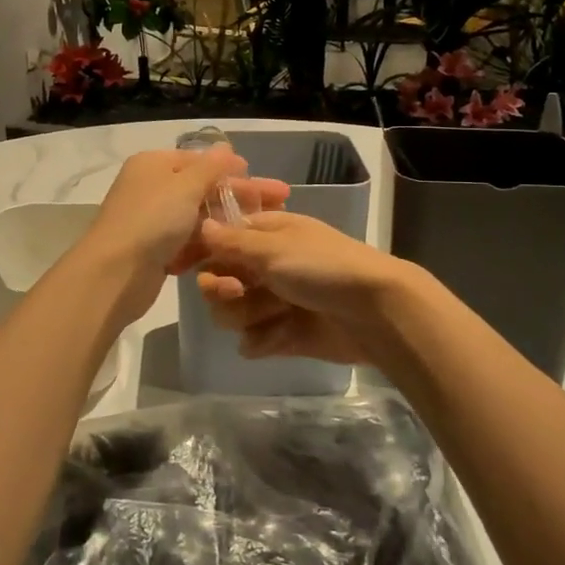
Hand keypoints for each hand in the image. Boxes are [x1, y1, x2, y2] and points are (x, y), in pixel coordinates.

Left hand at [81, 148, 290, 321]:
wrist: (115, 274)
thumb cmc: (152, 220)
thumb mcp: (185, 186)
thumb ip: (210, 167)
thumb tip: (226, 148)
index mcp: (153, 165)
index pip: (198, 160)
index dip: (230, 168)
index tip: (260, 178)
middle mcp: (151, 188)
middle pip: (202, 189)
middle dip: (239, 196)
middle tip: (280, 201)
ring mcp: (152, 221)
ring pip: (197, 218)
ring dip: (227, 222)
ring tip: (263, 229)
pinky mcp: (155, 251)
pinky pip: (187, 242)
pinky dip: (207, 244)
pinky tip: (236, 249)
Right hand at [194, 212, 417, 364]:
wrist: (376, 312)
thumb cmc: (324, 267)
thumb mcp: (274, 247)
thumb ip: (232, 241)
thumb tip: (201, 224)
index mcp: (266, 235)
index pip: (218, 242)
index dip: (203, 255)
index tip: (189, 266)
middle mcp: (266, 267)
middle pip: (218, 281)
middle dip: (223, 290)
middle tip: (238, 292)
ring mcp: (275, 302)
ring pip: (232, 314)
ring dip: (247, 315)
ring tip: (275, 315)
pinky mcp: (285, 335)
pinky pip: (252, 341)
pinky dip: (263, 341)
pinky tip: (281, 337)